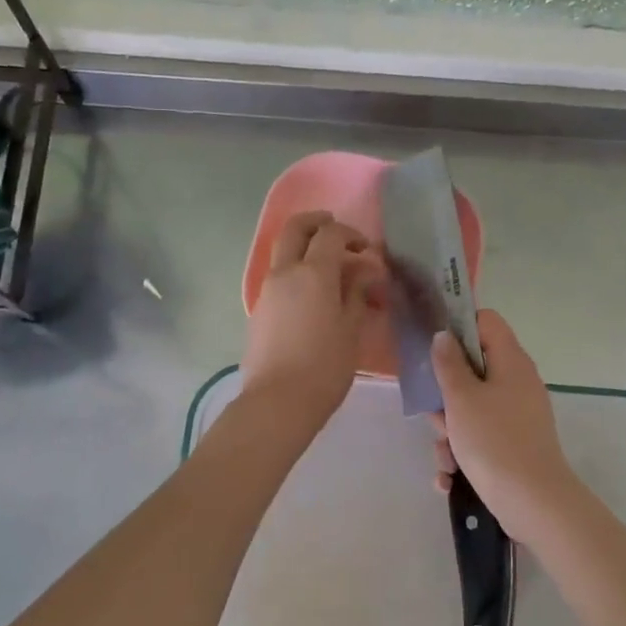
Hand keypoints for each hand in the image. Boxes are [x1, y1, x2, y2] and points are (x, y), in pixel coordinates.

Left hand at [241, 210, 380, 432]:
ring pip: (283, 253)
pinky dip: (296, 274)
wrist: (278, 402)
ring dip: (305, 249)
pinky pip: (279, 278)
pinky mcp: (259, 311)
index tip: (367, 251)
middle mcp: (285, 273)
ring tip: (330, 271)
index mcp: (313, 273)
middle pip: (296, 229)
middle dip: (317, 222)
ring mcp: (267, 291)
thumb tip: (363, 272)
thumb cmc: (324, 367)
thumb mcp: (351, 330)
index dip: (351, 235)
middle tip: (336, 232)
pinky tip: (314, 298)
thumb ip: (357, 294)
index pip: (331, 235)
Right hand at [429, 309, 580, 541]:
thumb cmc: (494, 441)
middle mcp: (517, 384)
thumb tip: (444, 335)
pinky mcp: (514, 445)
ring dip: (450, 434)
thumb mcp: (461, 399)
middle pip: (472, 371)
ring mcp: (517, 416)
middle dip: (446, 397)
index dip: (458, 328)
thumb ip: (448, 364)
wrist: (533, 502)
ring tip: (446, 458)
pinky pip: (480, 438)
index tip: (433, 350)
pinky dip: (464, 456)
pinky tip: (450, 478)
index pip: (486, 322)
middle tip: (437, 417)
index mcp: (511, 362)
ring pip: (471, 410)